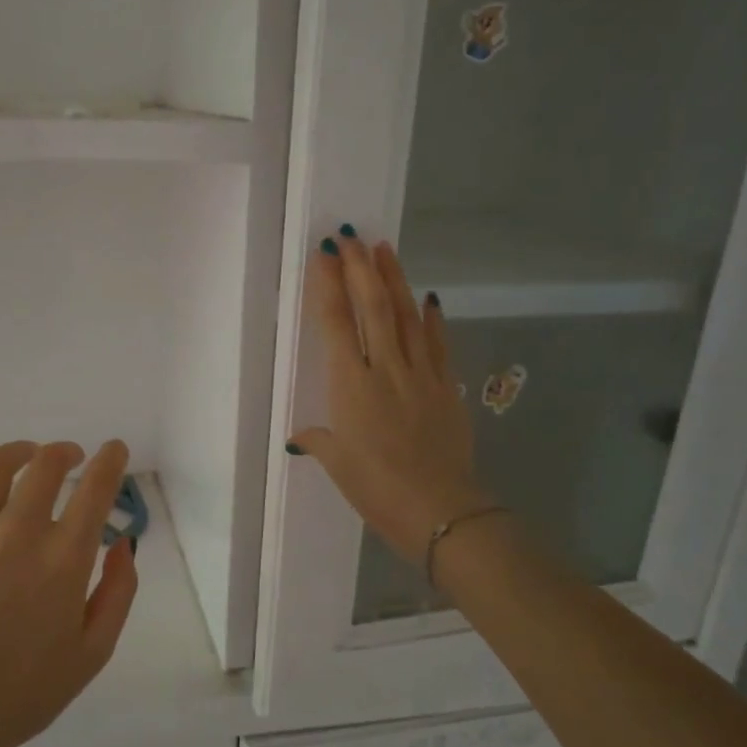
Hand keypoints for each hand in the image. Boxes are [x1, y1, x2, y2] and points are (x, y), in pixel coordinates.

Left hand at [0, 441, 138, 746]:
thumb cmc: (24, 694)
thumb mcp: (93, 652)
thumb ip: (118, 592)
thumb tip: (123, 542)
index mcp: (63, 561)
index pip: (95, 489)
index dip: (110, 461)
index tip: (114, 449)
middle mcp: (16, 534)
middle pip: (46, 465)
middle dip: (66, 452)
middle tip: (72, 456)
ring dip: (20, 451)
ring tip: (27, 455)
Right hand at [288, 232, 493, 563]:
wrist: (440, 510)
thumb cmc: (377, 489)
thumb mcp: (339, 466)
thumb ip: (319, 441)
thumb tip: (300, 436)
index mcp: (351, 387)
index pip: (337, 325)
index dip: (329, 287)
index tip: (325, 256)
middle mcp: (385, 370)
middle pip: (373, 308)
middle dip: (360, 269)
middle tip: (350, 236)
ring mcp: (420, 375)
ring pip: (407, 317)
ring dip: (394, 280)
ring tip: (384, 249)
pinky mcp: (446, 387)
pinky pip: (438, 344)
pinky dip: (433, 319)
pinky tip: (429, 297)